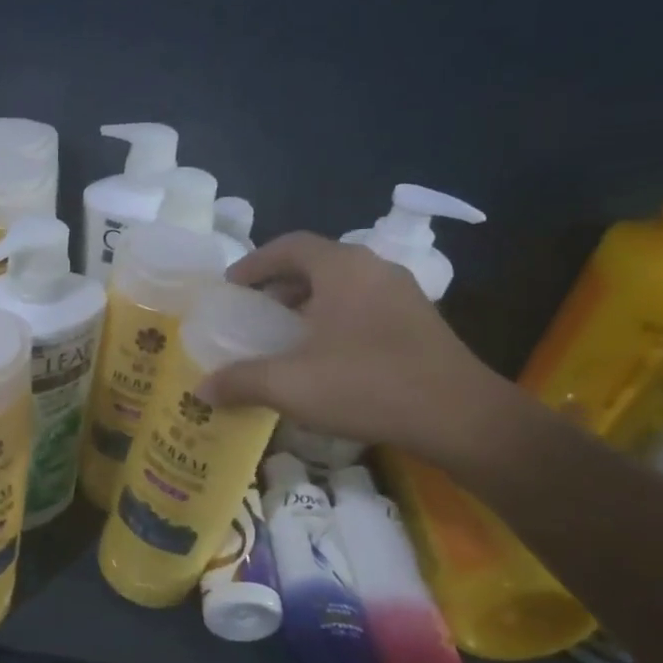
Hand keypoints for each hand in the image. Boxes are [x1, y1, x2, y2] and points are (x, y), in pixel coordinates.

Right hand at [199, 233, 511, 461]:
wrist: (461, 418)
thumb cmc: (367, 385)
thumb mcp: (290, 385)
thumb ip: (241, 381)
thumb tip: (201, 389)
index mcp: (342, 268)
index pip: (288, 245)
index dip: (254, 263)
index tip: (230, 288)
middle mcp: (374, 269)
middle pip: (315, 263)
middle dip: (278, 285)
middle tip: (252, 312)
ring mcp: (402, 294)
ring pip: (341, 285)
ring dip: (307, 303)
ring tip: (283, 335)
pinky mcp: (419, 321)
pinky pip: (363, 305)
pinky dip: (333, 318)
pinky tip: (324, 355)